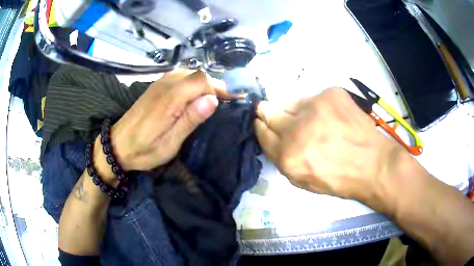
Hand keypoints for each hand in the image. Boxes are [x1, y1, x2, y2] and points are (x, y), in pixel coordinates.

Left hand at [96, 70, 226, 173]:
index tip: (233, 101)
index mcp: (170, 98)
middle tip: (227, 103)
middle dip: (215, 86)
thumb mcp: (169, 143)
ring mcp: (159, 83)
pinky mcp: (156, 85)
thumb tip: (213, 100)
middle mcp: (166, 84)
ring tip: (214, 100)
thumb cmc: (143, 150)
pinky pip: (181, 76)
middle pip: (198, 74)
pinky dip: (193, 83)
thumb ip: (190, 119)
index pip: (202, 81)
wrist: (117, 144)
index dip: (220, 89)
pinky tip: (196, 95)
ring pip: (190, 73)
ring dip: (205, 84)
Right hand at [254, 87, 413, 210]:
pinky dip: (315, 105)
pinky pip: (313, 96)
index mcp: (288, 156)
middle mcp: (297, 129)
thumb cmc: (339, 179)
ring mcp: (315, 107)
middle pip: (269, 111)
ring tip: (311, 119)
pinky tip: (329, 116)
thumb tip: (272, 136)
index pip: (263, 133)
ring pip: (290, 102)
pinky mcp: (330, 93)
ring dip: (294, 110)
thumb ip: (282, 159)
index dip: (260, 126)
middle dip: (267, 112)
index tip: (261, 122)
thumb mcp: (303, 181)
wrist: (373, 164)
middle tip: (269, 111)